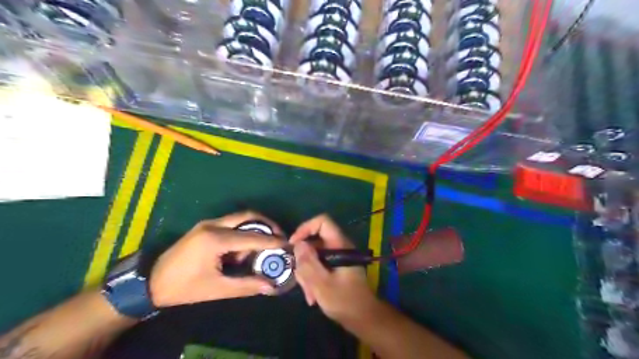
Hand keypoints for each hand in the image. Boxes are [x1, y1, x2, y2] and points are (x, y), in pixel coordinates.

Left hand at [150, 211, 284, 306]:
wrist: (151, 281)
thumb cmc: (184, 287)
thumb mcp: (216, 289)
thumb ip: (246, 285)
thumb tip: (270, 286)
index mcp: (215, 240)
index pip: (251, 237)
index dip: (272, 241)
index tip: (287, 243)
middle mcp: (213, 225)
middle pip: (248, 216)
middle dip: (267, 225)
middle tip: (279, 236)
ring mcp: (208, 223)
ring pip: (240, 218)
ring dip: (254, 228)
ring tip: (262, 246)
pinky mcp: (205, 226)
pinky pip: (231, 224)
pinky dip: (243, 232)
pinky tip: (243, 248)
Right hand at [289, 215, 378, 322]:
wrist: (364, 319)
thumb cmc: (345, 301)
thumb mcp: (322, 284)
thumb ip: (308, 263)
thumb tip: (298, 244)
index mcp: (340, 245)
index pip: (322, 222)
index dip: (305, 228)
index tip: (293, 245)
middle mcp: (339, 247)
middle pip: (315, 242)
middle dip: (304, 260)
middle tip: (301, 279)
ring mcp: (338, 257)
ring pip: (315, 256)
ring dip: (308, 273)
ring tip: (310, 294)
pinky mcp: (336, 267)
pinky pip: (319, 265)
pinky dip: (313, 278)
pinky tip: (313, 296)